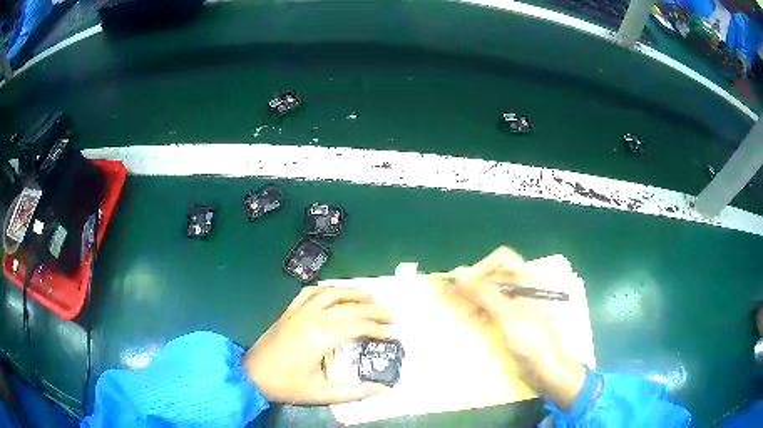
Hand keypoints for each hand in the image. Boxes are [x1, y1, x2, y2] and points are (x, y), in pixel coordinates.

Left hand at [244, 287, 391, 404]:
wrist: (252, 375)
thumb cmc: (287, 385)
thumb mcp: (322, 393)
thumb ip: (354, 392)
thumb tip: (383, 389)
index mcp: (321, 336)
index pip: (359, 325)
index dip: (379, 329)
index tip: (393, 334)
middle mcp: (312, 317)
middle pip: (350, 306)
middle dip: (374, 309)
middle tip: (391, 316)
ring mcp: (298, 311)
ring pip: (331, 292)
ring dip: (352, 293)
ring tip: (370, 297)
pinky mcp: (289, 311)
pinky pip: (309, 292)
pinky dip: (326, 289)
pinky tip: (334, 293)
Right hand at [447, 246, 585, 410]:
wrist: (545, 367)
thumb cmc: (530, 339)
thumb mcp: (506, 314)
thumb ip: (482, 293)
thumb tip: (457, 276)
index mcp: (528, 278)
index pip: (501, 259)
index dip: (481, 268)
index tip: (463, 286)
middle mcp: (524, 286)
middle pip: (495, 275)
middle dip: (475, 285)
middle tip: (456, 300)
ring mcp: (519, 304)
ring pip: (492, 292)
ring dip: (476, 299)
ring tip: (464, 313)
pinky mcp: (514, 319)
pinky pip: (493, 308)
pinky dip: (481, 311)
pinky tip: (474, 321)